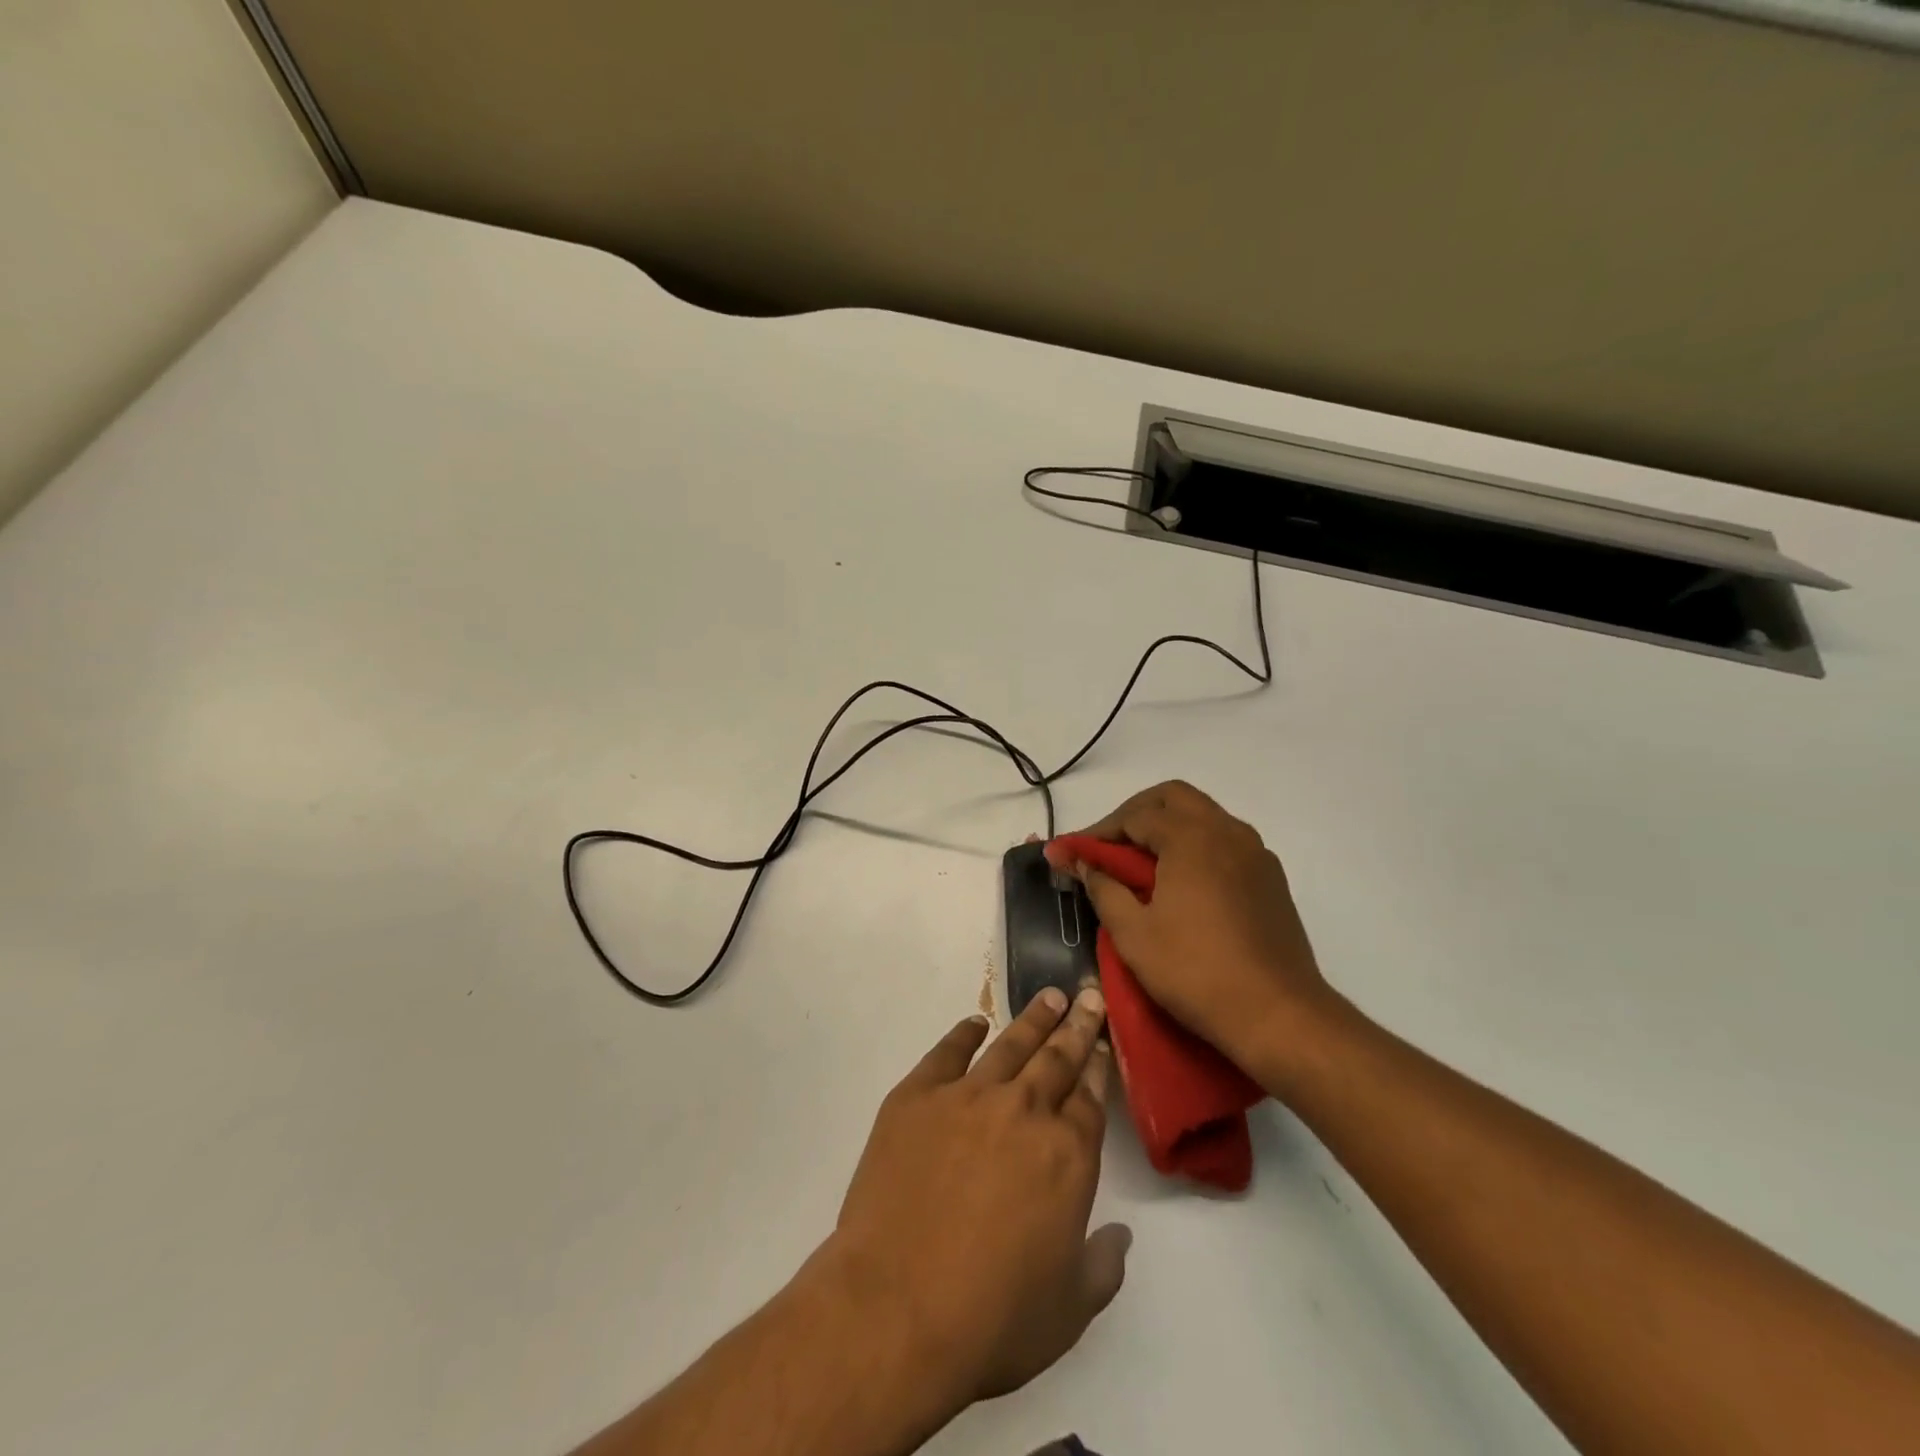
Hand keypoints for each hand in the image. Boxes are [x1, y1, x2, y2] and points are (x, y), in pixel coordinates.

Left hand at [823, 987, 1129, 1419]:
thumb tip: (1120, 1234)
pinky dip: (963, 1034)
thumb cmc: (992, 1319)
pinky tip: (974, 1024)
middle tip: (1087, 996)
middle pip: (1057, 1058)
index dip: (1098, 1066)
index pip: (1090, 1097)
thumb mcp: (1068, 1310)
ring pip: (1010, 1045)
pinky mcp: (917, 1097)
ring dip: (1033, 1019)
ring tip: (1050, 997)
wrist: (895, 1308)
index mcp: (1067, 1155)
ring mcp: (967, 1097)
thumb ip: (1102, 1266)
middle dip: (1077, 1026)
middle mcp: (1023, 1112)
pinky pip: (946, 1053)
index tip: (1102, 1041)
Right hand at [1045, 780, 1327, 1079]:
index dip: (1098, 832)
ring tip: (1141, 863)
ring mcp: (1254, 852)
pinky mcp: (1270, 877)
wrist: (1279, 1015)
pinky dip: (1196, 845)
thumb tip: (1084, 864)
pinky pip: (1225, 841)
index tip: (1072, 852)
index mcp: (1191, 838)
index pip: (1134, 816)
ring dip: (1168, 826)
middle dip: (1135, 813)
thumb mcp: (1133, 934)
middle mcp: (1226, 831)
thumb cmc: (1195, 972)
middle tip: (1109, 845)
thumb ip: (1104, 889)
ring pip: (1203, 816)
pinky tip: (1181, 882)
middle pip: (1173, 798)